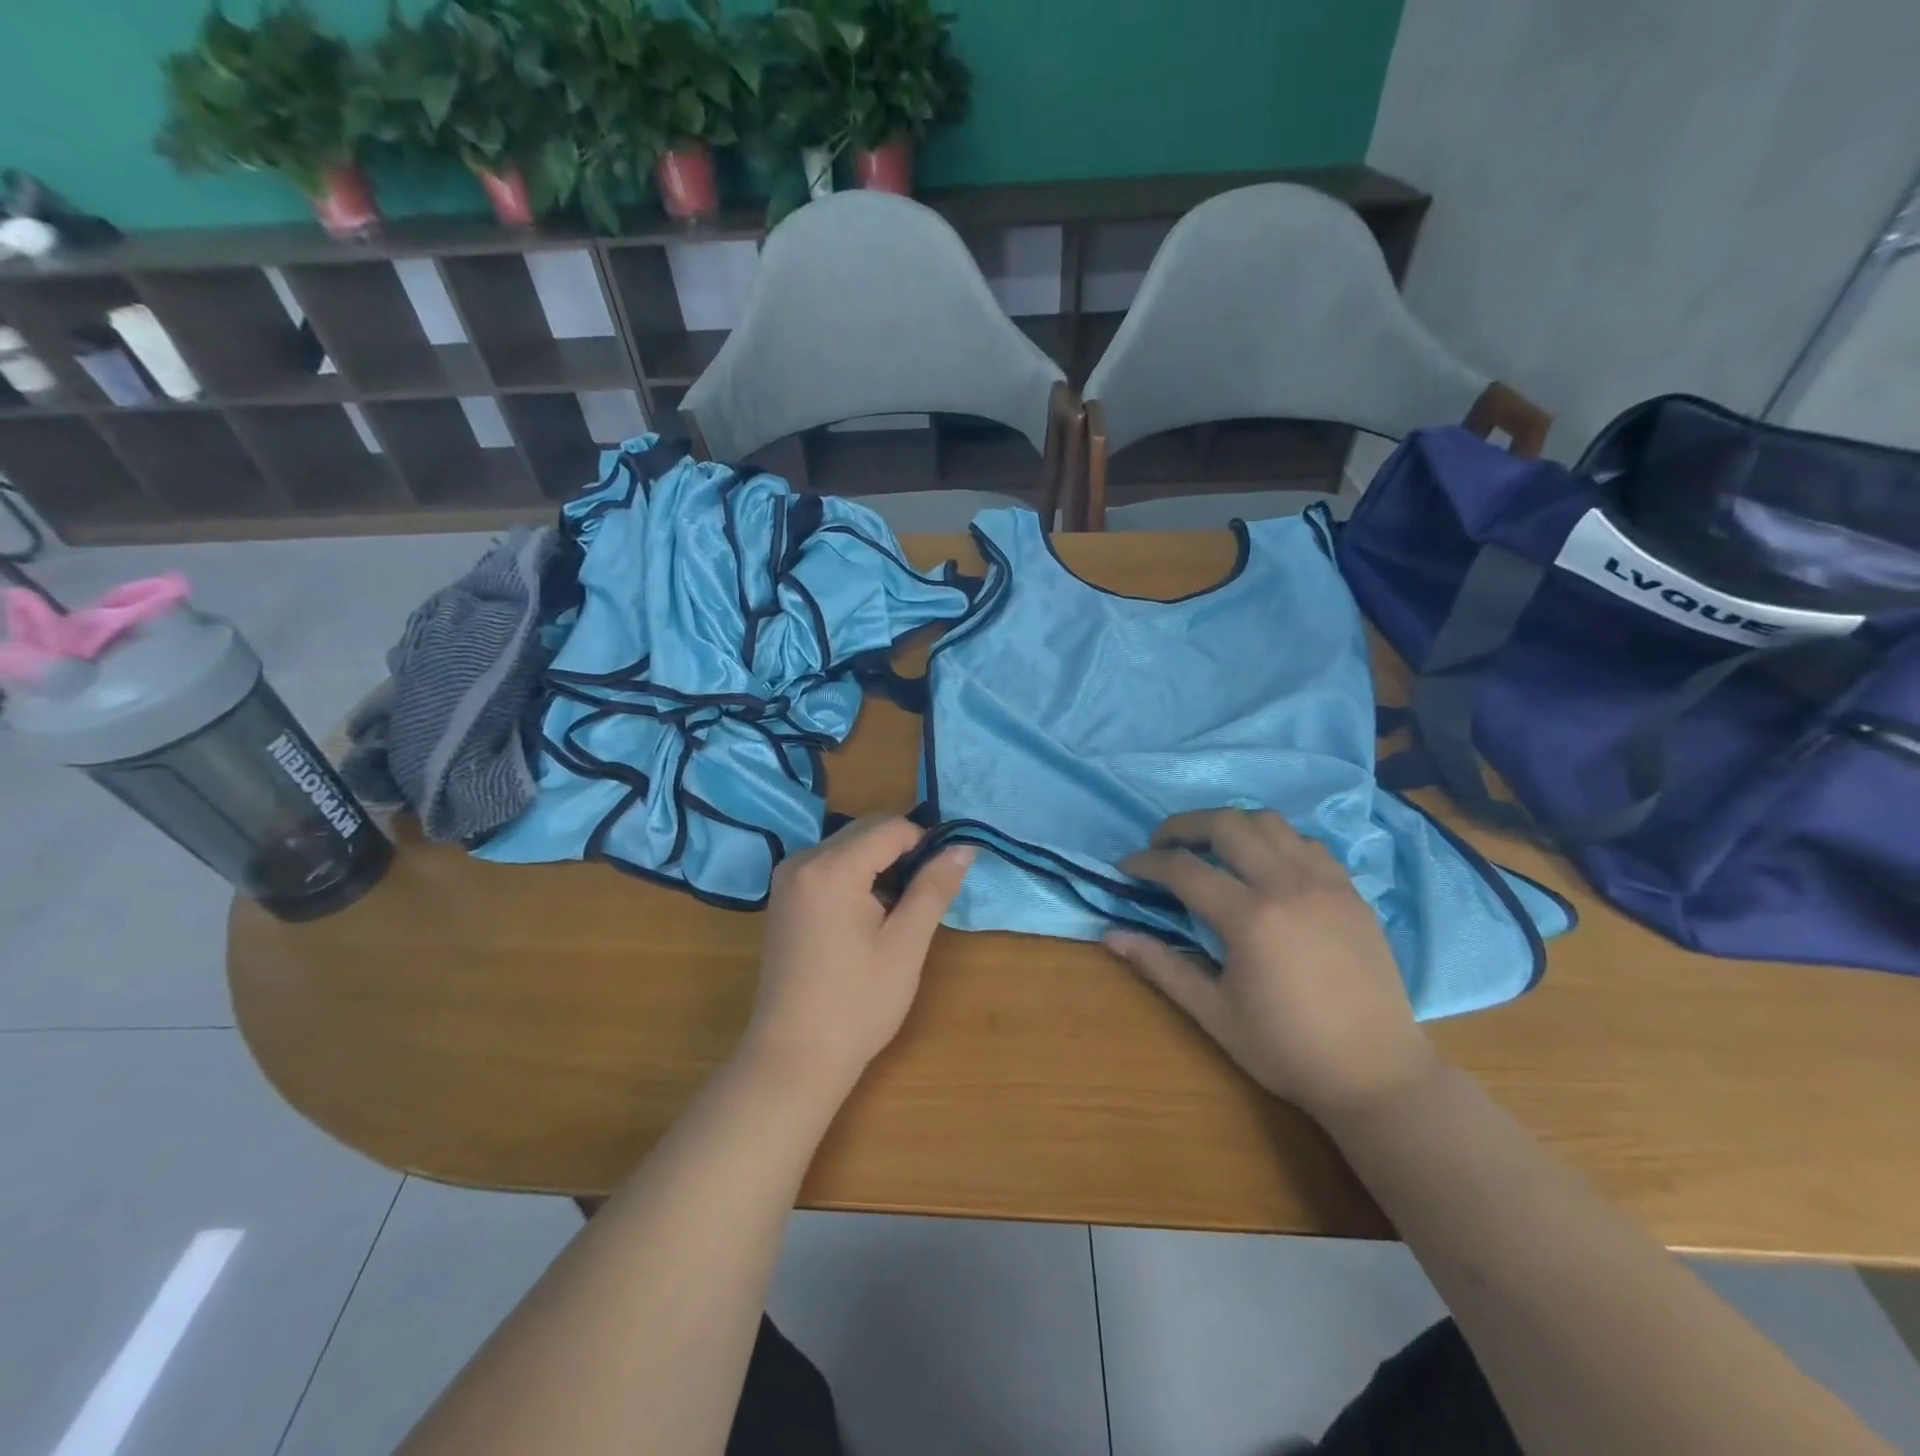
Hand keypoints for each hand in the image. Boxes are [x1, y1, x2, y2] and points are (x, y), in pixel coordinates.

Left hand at [740, 816, 972, 1101]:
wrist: (793, 1057)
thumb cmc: (857, 1004)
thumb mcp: (905, 944)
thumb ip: (933, 887)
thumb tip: (963, 847)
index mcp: (831, 868)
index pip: (890, 826)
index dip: (925, 844)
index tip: (941, 881)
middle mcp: (803, 860)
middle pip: (866, 830)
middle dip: (902, 852)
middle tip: (922, 898)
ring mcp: (788, 878)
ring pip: (848, 846)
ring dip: (879, 864)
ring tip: (897, 911)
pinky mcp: (784, 896)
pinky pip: (829, 865)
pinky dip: (856, 876)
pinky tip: (868, 916)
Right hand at [1108, 808, 1435, 1118]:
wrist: (1378, 1075)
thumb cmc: (1287, 1050)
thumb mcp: (1214, 1013)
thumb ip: (1161, 966)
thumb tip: (1110, 936)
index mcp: (1250, 918)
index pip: (1184, 869)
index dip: (1147, 862)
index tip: (1126, 866)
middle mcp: (1288, 886)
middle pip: (1227, 824)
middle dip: (1185, 825)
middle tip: (1163, 845)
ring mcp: (1326, 884)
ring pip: (1270, 822)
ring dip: (1231, 825)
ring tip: (1211, 848)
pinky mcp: (1352, 892)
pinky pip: (1307, 843)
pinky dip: (1275, 840)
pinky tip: (1264, 865)